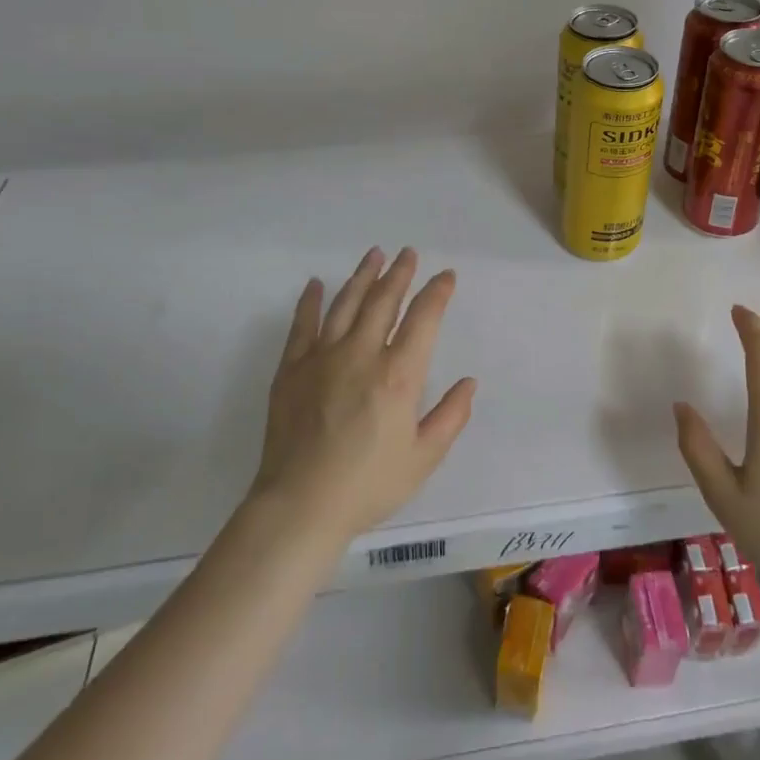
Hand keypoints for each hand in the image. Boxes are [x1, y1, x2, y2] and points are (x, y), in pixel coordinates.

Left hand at [250, 247, 476, 544]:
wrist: (300, 505)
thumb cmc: (369, 485)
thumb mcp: (423, 458)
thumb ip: (450, 417)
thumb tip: (468, 382)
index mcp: (398, 375)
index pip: (423, 319)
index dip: (437, 293)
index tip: (446, 276)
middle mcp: (361, 355)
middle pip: (383, 301)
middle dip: (400, 274)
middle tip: (408, 253)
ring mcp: (322, 358)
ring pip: (346, 304)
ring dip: (362, 276)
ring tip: (374, 255)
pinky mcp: (291, 369)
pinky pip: (302, 325)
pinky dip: (311, 302)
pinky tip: (317, 284)